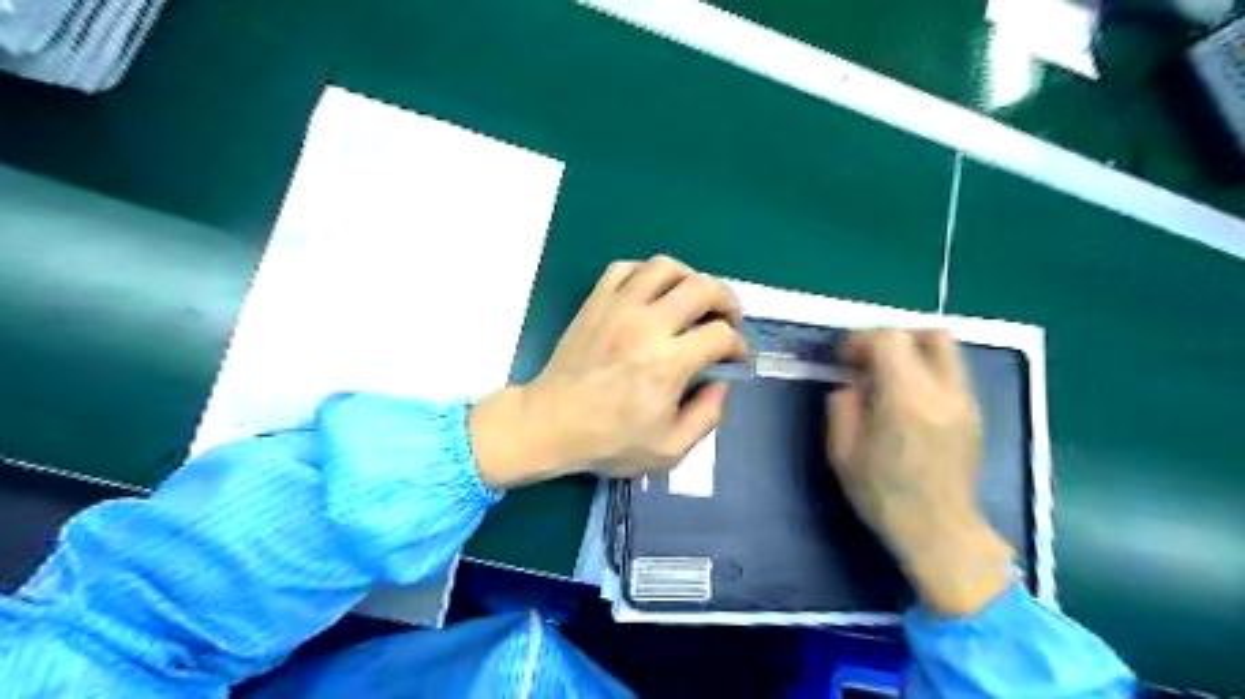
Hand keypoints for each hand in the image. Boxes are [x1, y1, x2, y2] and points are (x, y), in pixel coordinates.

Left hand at [469, 255, 741, 487]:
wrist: (550, 424)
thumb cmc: (609, 441)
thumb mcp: (670, 450)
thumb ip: (707, 416)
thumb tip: (721, 383)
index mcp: (668, 363)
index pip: (721, 335)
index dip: (738, 345)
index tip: (735, 358)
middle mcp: (647, 325)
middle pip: (702, 287)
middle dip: (727, 300)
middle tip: (727, 320)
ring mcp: (618, 307)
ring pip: (665, 267)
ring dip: (690, 278)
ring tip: (693, 299)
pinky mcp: (595, 302)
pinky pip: (626, 268)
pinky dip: (646, 274)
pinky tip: (652, 293)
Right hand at [824, 329, 1010, 612]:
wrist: (940, 533)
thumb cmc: (884, 496)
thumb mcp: (843, 453)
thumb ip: (842, 407)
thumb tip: (852, 385)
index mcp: (907, 399)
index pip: (890, 340)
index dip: (861, 339)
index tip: (842, 357)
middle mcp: (944, 392)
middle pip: (930, 335)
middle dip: (894, 337)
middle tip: (869, 358)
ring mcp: (965, 402)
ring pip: (946, 352)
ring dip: (913, 352)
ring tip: (887, 378)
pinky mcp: (974, 415)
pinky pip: (951, 374)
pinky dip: (926, 371)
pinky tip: (907, 399)